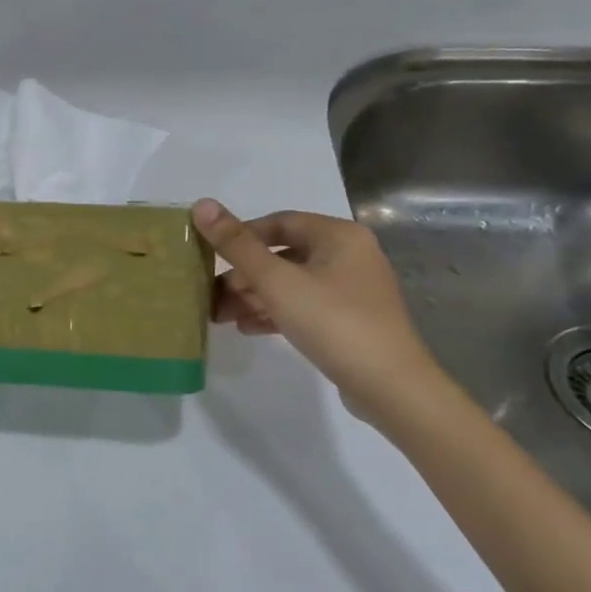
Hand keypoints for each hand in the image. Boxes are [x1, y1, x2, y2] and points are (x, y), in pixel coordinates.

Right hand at [193, 199, 445, 422]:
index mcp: (338, 236)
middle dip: (244, 275)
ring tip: (221, 316)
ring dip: (254, 296)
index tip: (211, 257)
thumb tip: (200, 205)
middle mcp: (349, 255)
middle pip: (283, 255)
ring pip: (291, 283)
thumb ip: (237, 245)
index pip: (279, 223)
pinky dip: (275, 313)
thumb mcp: (276, 282)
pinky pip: (304, 306)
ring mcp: (352, 290)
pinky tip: (247, 328)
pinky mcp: (349, 320)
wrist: (390, 387)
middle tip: (212, 295)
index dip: (241, 236)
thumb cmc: (332, 322)